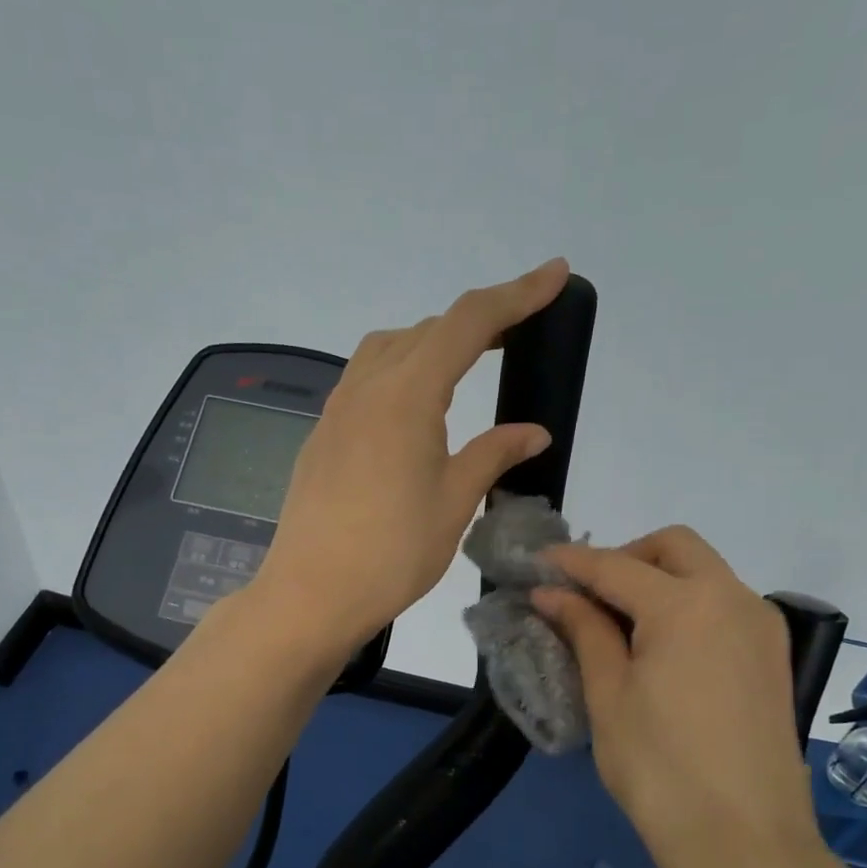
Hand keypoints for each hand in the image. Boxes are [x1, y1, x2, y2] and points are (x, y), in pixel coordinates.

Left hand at [253, 259, 570, 650]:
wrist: (310, 593)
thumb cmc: (392, 552)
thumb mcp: (454, 501)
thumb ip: (494, 454)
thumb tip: (533, 432)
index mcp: (407, 394)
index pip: (469, 323)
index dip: (516, 294)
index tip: (555, 274)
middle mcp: (367, 387)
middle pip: (427, 329)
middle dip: (478, 321)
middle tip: (519, 333)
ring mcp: (337, 409)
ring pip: (389, 348)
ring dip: (432, 342)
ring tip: (467, 363)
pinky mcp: (323, 433)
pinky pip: (366, 378)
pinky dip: (401, 370)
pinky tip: (415, 406)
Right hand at [534, 527, 846, 867]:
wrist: (745, 842)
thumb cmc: (660, 768)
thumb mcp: (608, 694)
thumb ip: (583, 630)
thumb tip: (551, 593)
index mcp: (687, 604)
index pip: (615, 566)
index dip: (570, 562)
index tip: (536, 563)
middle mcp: (733, 598)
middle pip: (673, 547)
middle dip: (624, 556)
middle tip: (586, 594)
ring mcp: (760, 626)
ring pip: (703, 572)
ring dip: (657, 579)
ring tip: (616, 623)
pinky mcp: (771, 655)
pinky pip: (722, 604)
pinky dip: (685, 604)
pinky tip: (658, 645)